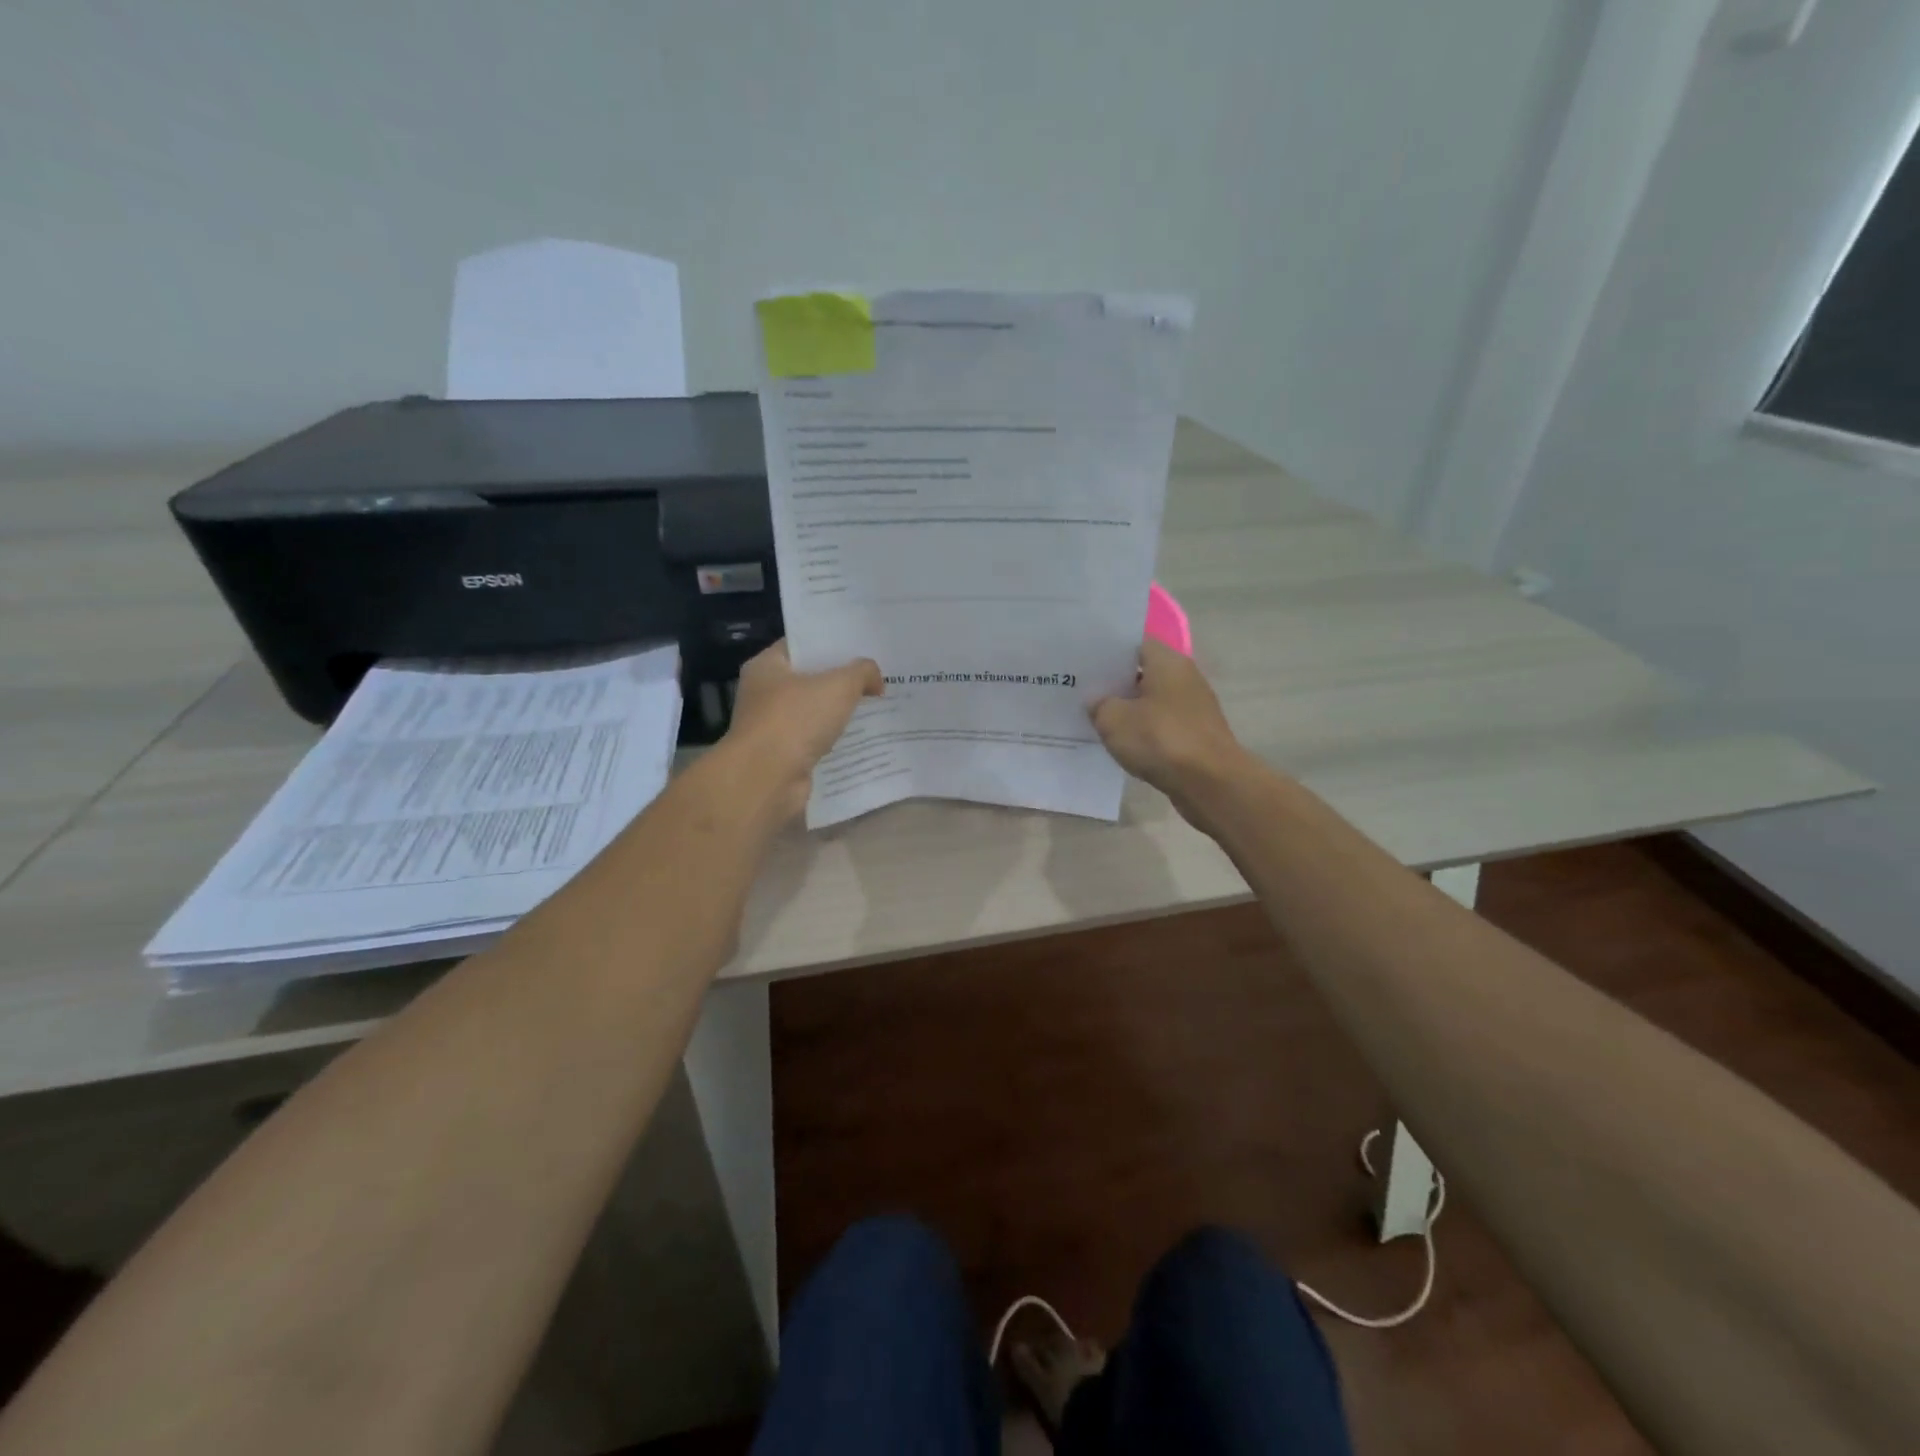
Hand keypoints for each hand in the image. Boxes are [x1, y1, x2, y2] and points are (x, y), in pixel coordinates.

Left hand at [724, 640, 883, 822]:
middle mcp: (763, 693)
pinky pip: (814, 741)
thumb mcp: (839, 685)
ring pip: (814, 713)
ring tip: (877, 708)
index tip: (863, 648)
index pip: (802, 645)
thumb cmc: (796, 719)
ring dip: (840, 714)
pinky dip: (834, 741)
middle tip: (877, 678)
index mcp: (767, 666)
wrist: (767, 779)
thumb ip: (862, 672)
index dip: (832, 644)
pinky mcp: (782, 756)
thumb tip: (876, 679)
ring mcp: (771, 727)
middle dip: (841, 680)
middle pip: (809, 680)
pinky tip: (862, 740)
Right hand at [1092, 639, 1250, 812]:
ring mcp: (1193, 708)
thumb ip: (1099, 705)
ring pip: (1152, 701)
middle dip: (1115, 682)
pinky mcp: (1196, 735)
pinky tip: (1122, 743)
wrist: (1209, 783)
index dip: (1108, 652)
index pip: (1134, 644)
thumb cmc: (1160, 739)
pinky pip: (1162, 725)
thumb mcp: (1113, 720)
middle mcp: (1185, 678)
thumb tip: (1098, 702)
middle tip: (1083, 691)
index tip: (1084, 662)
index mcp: (1167, 662)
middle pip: (1144, 672)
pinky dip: (1144, 731)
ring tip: (1096, 718)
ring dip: (1129, 710)